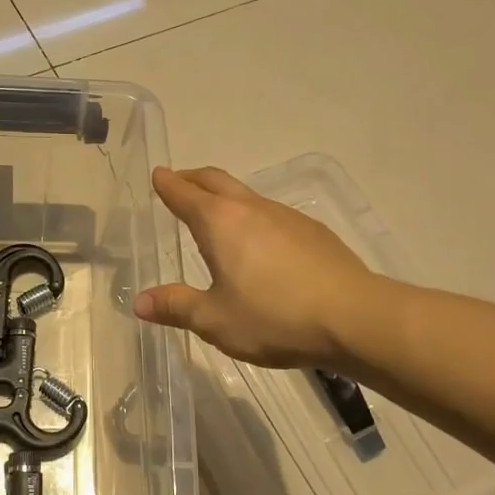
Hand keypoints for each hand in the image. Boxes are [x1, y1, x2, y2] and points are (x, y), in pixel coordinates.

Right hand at [135, 166, 378, 368]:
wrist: (355, 317)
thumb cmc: (274, 317)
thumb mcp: (215, 319)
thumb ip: (176, 306)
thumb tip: (140, 302)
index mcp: (221, 223)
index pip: (185, 194)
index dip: (167, 185)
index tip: (157, 174)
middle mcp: (252, 209)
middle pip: (217, 181)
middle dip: (193, 179)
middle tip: (179, 182)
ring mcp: (287, 217)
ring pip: (247, 195)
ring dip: (225, 197)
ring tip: (216, 216)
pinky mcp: (313, 232)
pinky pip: (272, 214)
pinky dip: (252, 217)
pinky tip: (259, 244)